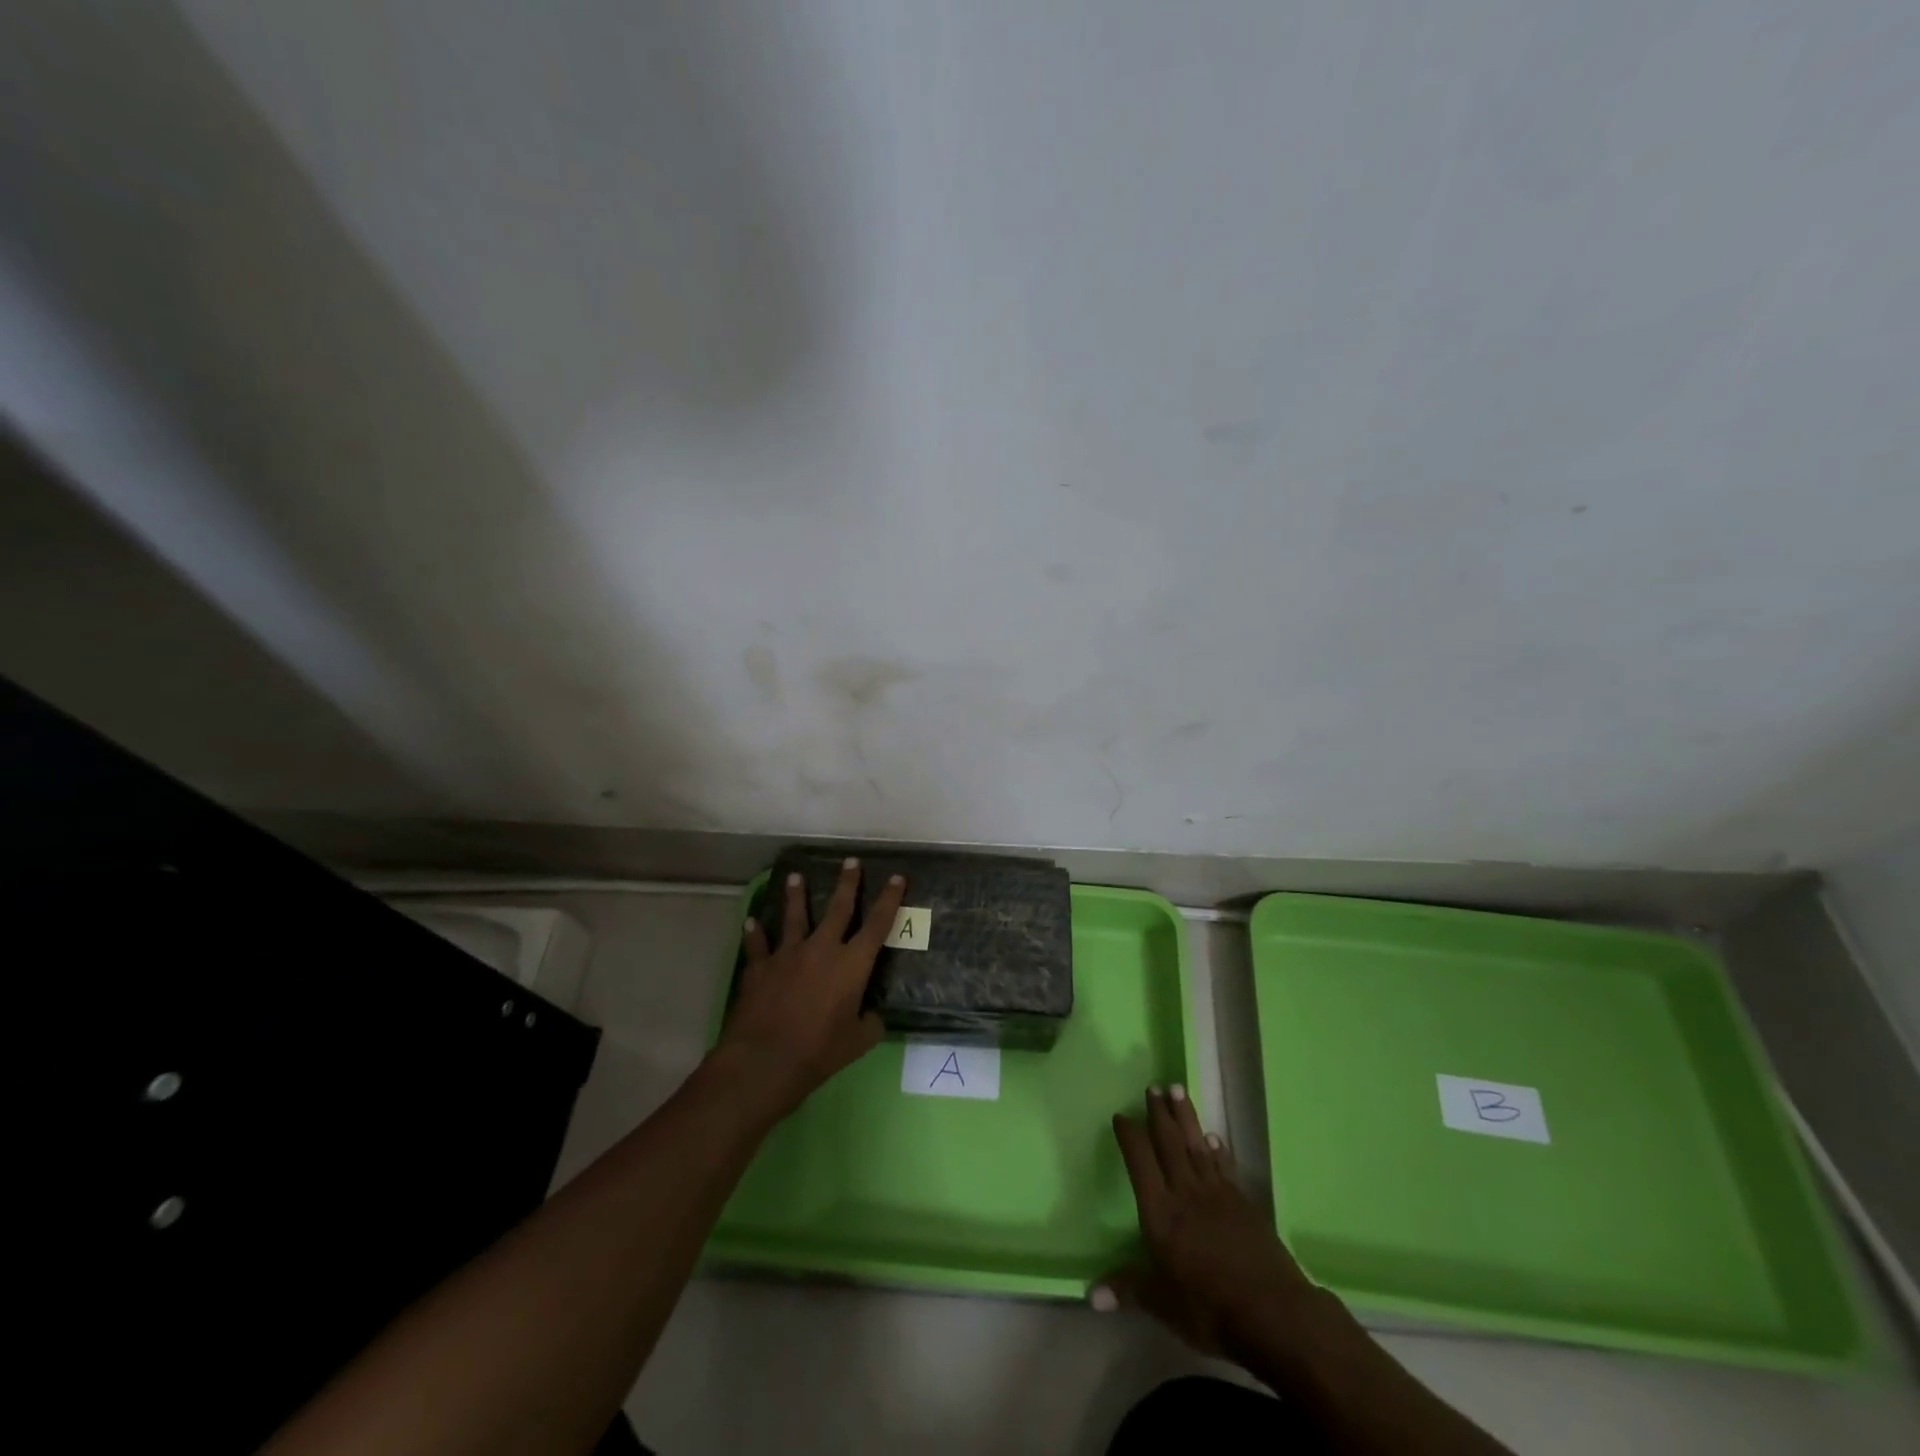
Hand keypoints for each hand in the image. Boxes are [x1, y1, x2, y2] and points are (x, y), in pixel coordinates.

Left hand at [715, 858, 904, 1120]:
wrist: (765, 1059)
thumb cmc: (819, 1052)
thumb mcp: (858, 1042)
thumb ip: (870, 1023)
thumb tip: (873, 1016)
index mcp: (852, 964)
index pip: (877, 924)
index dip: (889, 899)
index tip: (896, 877)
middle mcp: (822, 949)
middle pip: (838, 908)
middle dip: (847, 883)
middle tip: (850, 861)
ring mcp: (788, 954)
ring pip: (794, 916)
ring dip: (796, 895)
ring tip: (795, 876)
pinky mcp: (760, 967)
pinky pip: (757, 945)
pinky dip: (755, 933)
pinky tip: (751, 922)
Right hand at [1096, 1085, 1322, 1359]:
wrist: (1273, 1313)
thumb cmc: (1209, 1308)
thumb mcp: (1161, 1303)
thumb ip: (1127, 1289)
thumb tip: (1090, 1294)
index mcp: (1160, 1211)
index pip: (1140, 1162)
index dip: (1130, 1137)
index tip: (1121, 1116)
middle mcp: (1186, 1192)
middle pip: (1169, 1144)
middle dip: (1159, 1114)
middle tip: (1153, 1086)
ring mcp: (1217, 1195)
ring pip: (1196, 1145)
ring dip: (1185, 1117)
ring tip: (1177, 1090)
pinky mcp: (1243, 1204)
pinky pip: (1224, 1166)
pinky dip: (1217, 1149)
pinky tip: (1213, 1137)